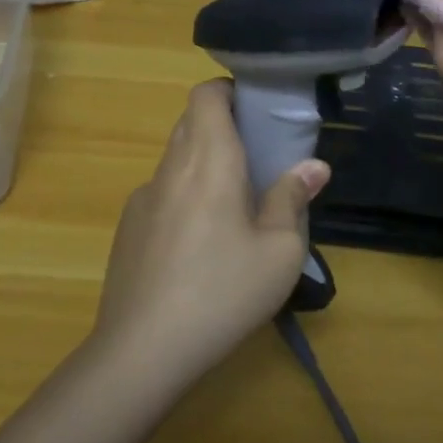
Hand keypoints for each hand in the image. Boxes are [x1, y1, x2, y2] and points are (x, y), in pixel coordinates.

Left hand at [94, 80, 330, 379]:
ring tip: (235, 206)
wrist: (141, 351)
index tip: (257, 111)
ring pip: (176, 159)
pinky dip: (185, 196)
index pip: (206, 95)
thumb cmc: (222, 293)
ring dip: (204, 164)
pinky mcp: (128, 229)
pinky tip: (200, 246)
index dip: (230, 91)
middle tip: (259, 157)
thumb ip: (293, 199)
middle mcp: (170, 169)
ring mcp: (142, 199)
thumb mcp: (279, 252)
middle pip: (191, 122)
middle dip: (224, 126)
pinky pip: (162, 194)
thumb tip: (314, 166)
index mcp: (208, 161)